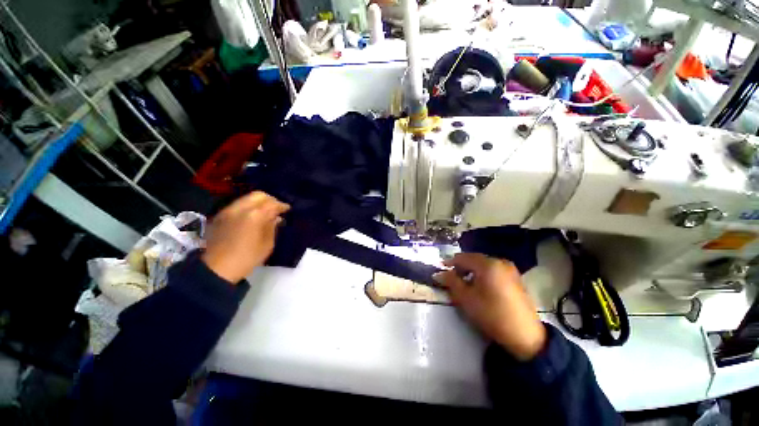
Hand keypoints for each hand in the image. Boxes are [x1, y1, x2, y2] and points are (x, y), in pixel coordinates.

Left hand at [202, 192, 289, 283]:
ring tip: (265, 212)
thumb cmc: (247, 258)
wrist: (217, 269)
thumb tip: (276, 217)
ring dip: (258, 202)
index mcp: (254, 215)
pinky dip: (247, 207)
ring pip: (246, 198)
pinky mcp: (220, 216)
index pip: (272, 203)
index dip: (282, 205)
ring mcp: (227, 211)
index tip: (288, 209)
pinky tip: (251, 217)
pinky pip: (237, 205)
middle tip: (277, 208)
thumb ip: (272, 227)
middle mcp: (240, 208)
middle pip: (258, 195)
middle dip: (270, 200)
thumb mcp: (267, 244)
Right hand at [433, 253, 545, 360]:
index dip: (449, 262)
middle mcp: (499, 261)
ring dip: (471, 270)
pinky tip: (479, 286)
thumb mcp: (466, 298)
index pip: (462, 257)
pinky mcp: (515, 278)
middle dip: (461, 266)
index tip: (440, 269)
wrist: (525, 336)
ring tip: (464, 282)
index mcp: (487, 264)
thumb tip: (438, 274)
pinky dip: (482, 274)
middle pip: (474, 259)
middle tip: (451, 277)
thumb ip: (451, 282)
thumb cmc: (491, 314)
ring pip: (483, 264)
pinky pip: (493, 270)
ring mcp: (510, 269)